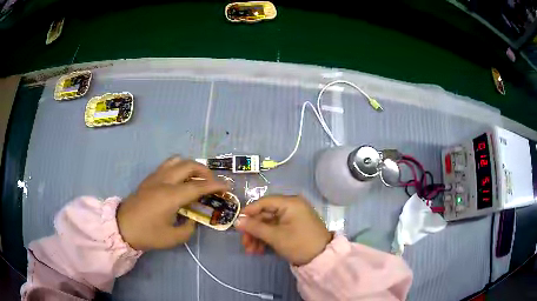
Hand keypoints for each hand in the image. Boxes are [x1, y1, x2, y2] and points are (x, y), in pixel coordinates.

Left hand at [117, 157, 226, 250]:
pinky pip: (168, 164)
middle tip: (211, 182)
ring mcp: (155, 177)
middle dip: (205, 171)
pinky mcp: (149, 178)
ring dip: (191, 166)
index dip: (216, 185)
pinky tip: (180, 179)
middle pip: (189, 165)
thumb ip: (189, 228)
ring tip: (196, 178)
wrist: (122, 227)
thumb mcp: (173, 238)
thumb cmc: (148, 234)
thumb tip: (193, 219)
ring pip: (177, 160)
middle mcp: (165, 181)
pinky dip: (179, 166)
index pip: (199, 186)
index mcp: (171, 196)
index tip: (227, 186)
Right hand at [235, 195, 332, 265]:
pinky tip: (259, 250)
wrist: (322, 259)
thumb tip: (237, 221)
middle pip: (265, 215)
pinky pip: (276, 230)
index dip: (249, 212)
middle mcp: (291, 207)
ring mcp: (292, 218)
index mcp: (290, 203)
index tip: (237, 223)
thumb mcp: (275, 236)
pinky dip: (267, 239)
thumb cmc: (299, 243)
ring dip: (258, 237)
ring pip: (269, 224)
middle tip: (244, 243)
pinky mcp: (293, 228)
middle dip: (253, 230)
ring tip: (251, 251)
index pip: (264, 202)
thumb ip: (255, 227)